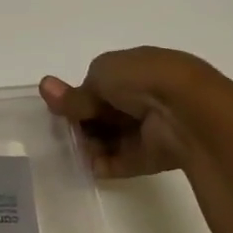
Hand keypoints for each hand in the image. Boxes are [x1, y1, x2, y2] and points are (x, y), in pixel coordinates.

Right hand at [39, 47, 219, 178]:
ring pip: (109, 137)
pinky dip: (101, 163)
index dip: (80, 95)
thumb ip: (75, 91)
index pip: (102, 84)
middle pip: (103, 113)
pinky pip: (119, 161)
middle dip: (82, 120)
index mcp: (138, 69)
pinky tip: (86, 163)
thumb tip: (45, 87)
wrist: (186, 112)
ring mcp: (149, 128)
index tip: (61, 105)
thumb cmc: (143, 80)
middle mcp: (145, 98)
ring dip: (89, 142)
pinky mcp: (151, 157)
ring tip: (76, 146)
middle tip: (64, 128)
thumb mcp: (101, 75)